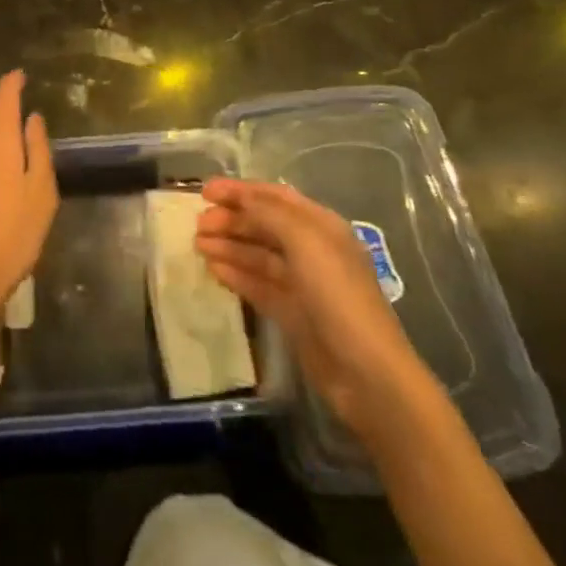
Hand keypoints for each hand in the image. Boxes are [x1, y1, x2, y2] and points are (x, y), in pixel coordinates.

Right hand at [196, 178, 428, 437]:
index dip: (240, 191)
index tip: (205, 191)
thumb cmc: (338, 296)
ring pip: (258, 255)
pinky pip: (259, 285)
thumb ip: (269, 213)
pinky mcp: (294, 314)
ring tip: (198, 246)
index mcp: (320, 226)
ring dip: (229, 246)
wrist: (368, 375)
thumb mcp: (305, 242)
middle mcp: (312, 250)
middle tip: (198, 225)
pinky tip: (214, 270)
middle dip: (231, 220)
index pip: (274, 197)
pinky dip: (237, 275)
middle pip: (264, 225)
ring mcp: (303, 284)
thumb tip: (241, 198)